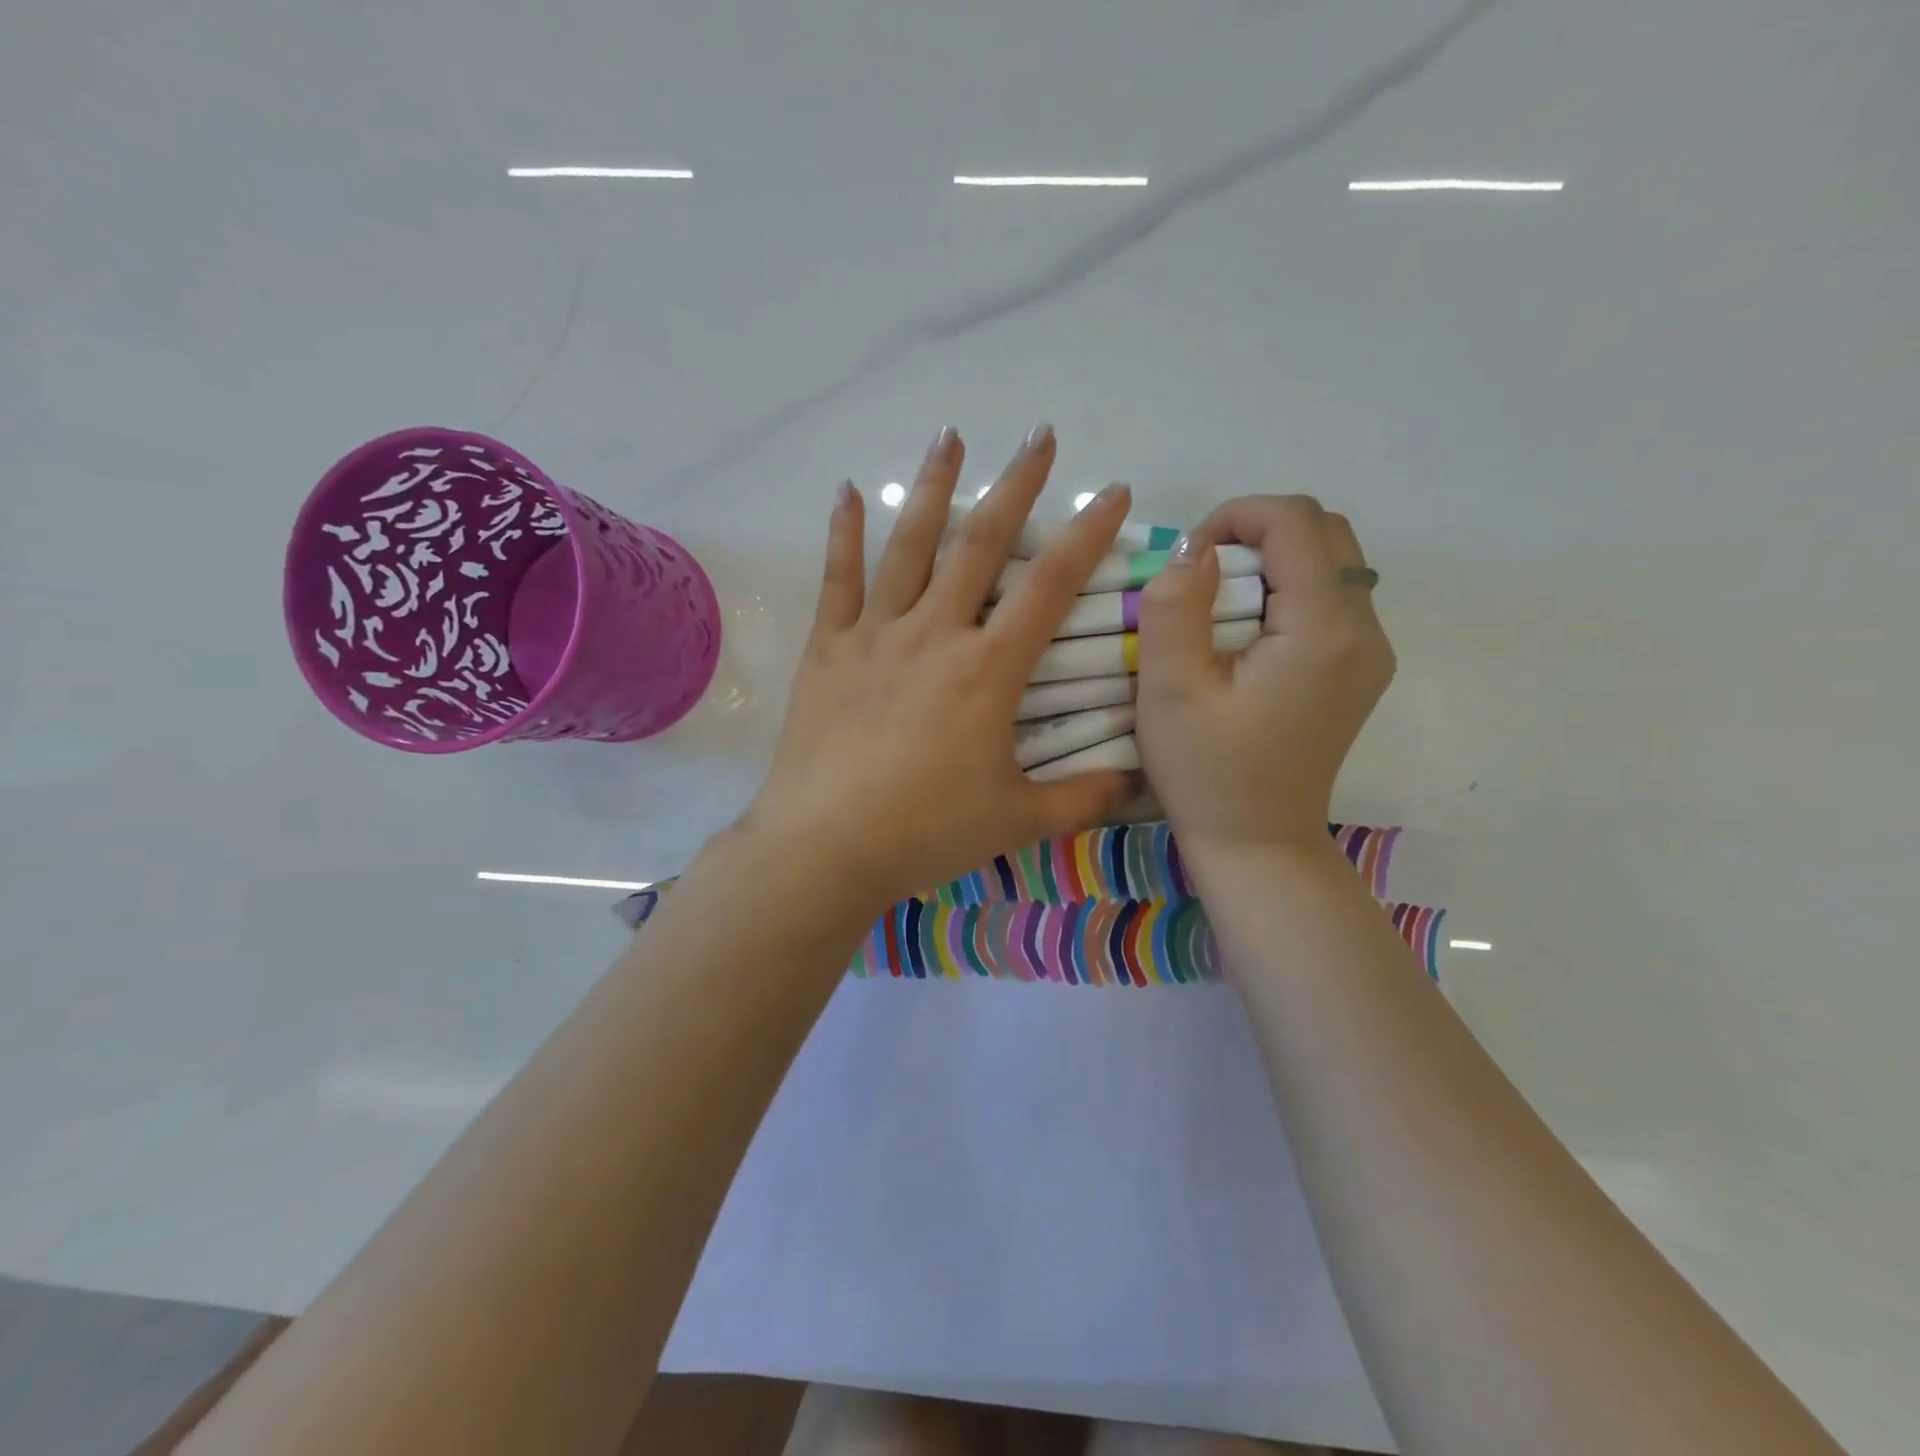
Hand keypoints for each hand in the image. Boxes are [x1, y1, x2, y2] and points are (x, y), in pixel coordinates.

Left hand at [738, 427, 1137, 913]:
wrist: (826, 846)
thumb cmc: (926, 832)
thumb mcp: (1018, 820)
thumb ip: (1083, 797)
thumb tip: (1137, 780)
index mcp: (988, 670)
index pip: (1051, 586)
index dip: (1088, 534)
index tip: (1114, 491)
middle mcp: (935, 633)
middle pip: (982, 543)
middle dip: (1018, 484)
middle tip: (1041, 434)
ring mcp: (875, 634)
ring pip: (909, 545)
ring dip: (933, 486)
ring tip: (950, 435)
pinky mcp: (827, 648)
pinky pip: (837, 580)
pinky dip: (843, 533)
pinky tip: (846, 491)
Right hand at [1134, 496, 1394, 858]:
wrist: (1256, 844)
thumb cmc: (1206, 772)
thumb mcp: (1170, 690)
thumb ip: (1176, 607)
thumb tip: (1196, 551)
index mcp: (1323, 630)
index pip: (1296, 521)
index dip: (1235, 517)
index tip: (1188, 560)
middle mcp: (1365, 631)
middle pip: (1324, 532)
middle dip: (1256, 533)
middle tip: (1203, 578)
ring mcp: (1370, 653)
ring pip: (1331, 563)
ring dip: (1272, 562)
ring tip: (1220, 605)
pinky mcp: (1357, 672)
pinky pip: (1331, 600)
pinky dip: (1287, 592)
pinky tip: (1246, 635)